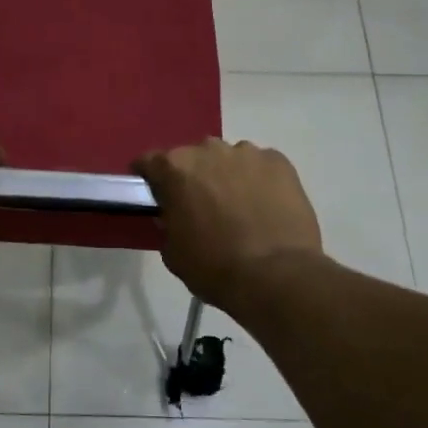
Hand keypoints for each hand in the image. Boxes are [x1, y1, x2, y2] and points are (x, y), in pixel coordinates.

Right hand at [134, 138, 322, 304]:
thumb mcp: (172, 252)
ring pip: (228, 159)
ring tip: (238, 208)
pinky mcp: (279, 162)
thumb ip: (168, 223)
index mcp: (175, 168)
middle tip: (201, 206)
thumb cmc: (215, 267)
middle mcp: (208, 150)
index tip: (154, 194)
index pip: (149, 161)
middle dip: (192, 177)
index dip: (149, 178)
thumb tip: (175, 215)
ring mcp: (247, 153)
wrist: (278, 277)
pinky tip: (265, 207)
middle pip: (192, 158)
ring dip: (226, 176)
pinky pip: (260, 166)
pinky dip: (257, 181)